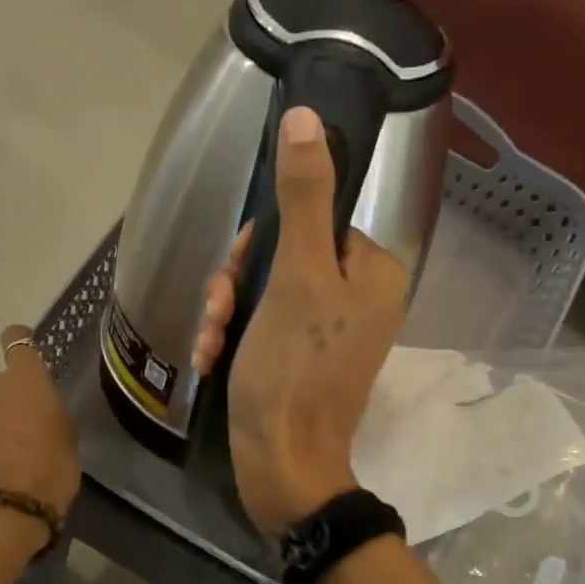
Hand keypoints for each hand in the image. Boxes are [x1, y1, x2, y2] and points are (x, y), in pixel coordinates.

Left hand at [0, 326, 81, 513]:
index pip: (16, 340)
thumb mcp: (68, 439)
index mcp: (25, 380)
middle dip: (5, 396)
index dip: (19, 341)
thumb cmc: (50, 471)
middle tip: (23, 424)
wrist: (3, 514)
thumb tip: (39, 410)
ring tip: (6, 454)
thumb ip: (51, 414)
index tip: (25, 352)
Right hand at [194, 107, 407, 537]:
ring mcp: (331, 332)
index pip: (313, 219)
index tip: (238, 272)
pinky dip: (235, 337)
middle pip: (285, 255)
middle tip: (219, 314)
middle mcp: (359, 297)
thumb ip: (303, 197)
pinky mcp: (304, 360)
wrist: (282, 465)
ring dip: (228, 311)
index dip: (265, 241)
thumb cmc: (292, 370)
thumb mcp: (296, 276)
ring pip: (266, 291)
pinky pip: (265, 326)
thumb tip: (306, 117)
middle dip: (239, 283)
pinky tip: (213, 360)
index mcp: (372, 271)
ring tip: (211, 344)